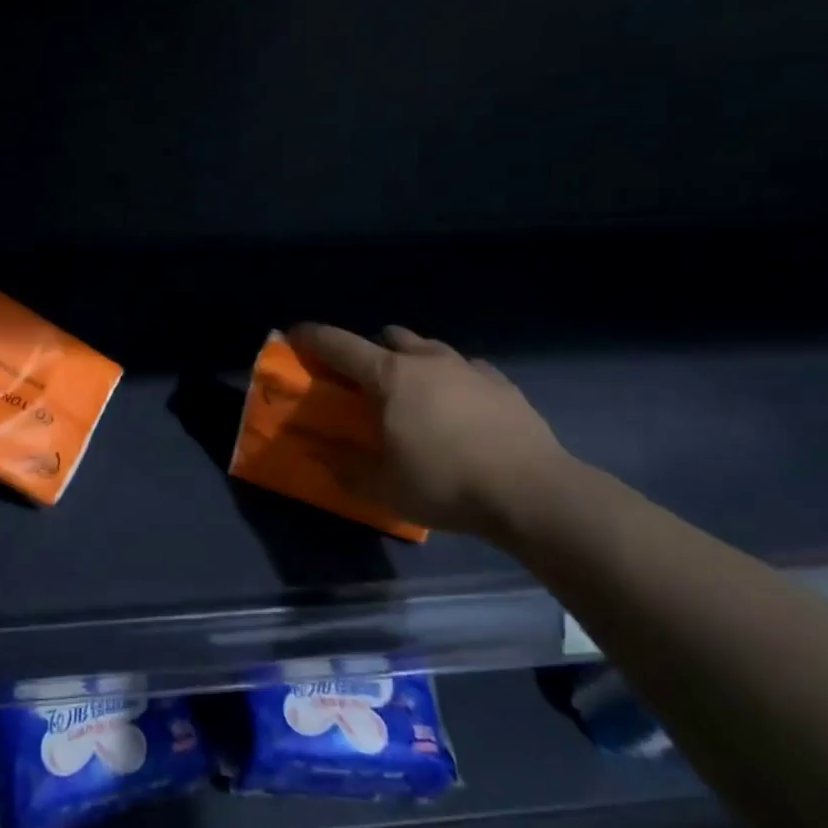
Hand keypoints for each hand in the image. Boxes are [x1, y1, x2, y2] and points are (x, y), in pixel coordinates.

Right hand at [288, 323, 572, 539]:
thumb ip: (345, 469)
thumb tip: (320, 455)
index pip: (340, 345)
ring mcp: (468, 368)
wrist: (532, 493)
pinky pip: (465, 367)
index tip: (295, 335)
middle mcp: (426, 360)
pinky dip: (451, 378)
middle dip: (370, 349)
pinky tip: (457, 406)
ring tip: (413, 393)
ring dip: (412, 360)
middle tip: (364, 380)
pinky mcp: (502, 383)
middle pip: (389, 336)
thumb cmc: (445, 485)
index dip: (312, 337)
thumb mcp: (383, 488)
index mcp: (390, 377)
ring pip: (429, 347)